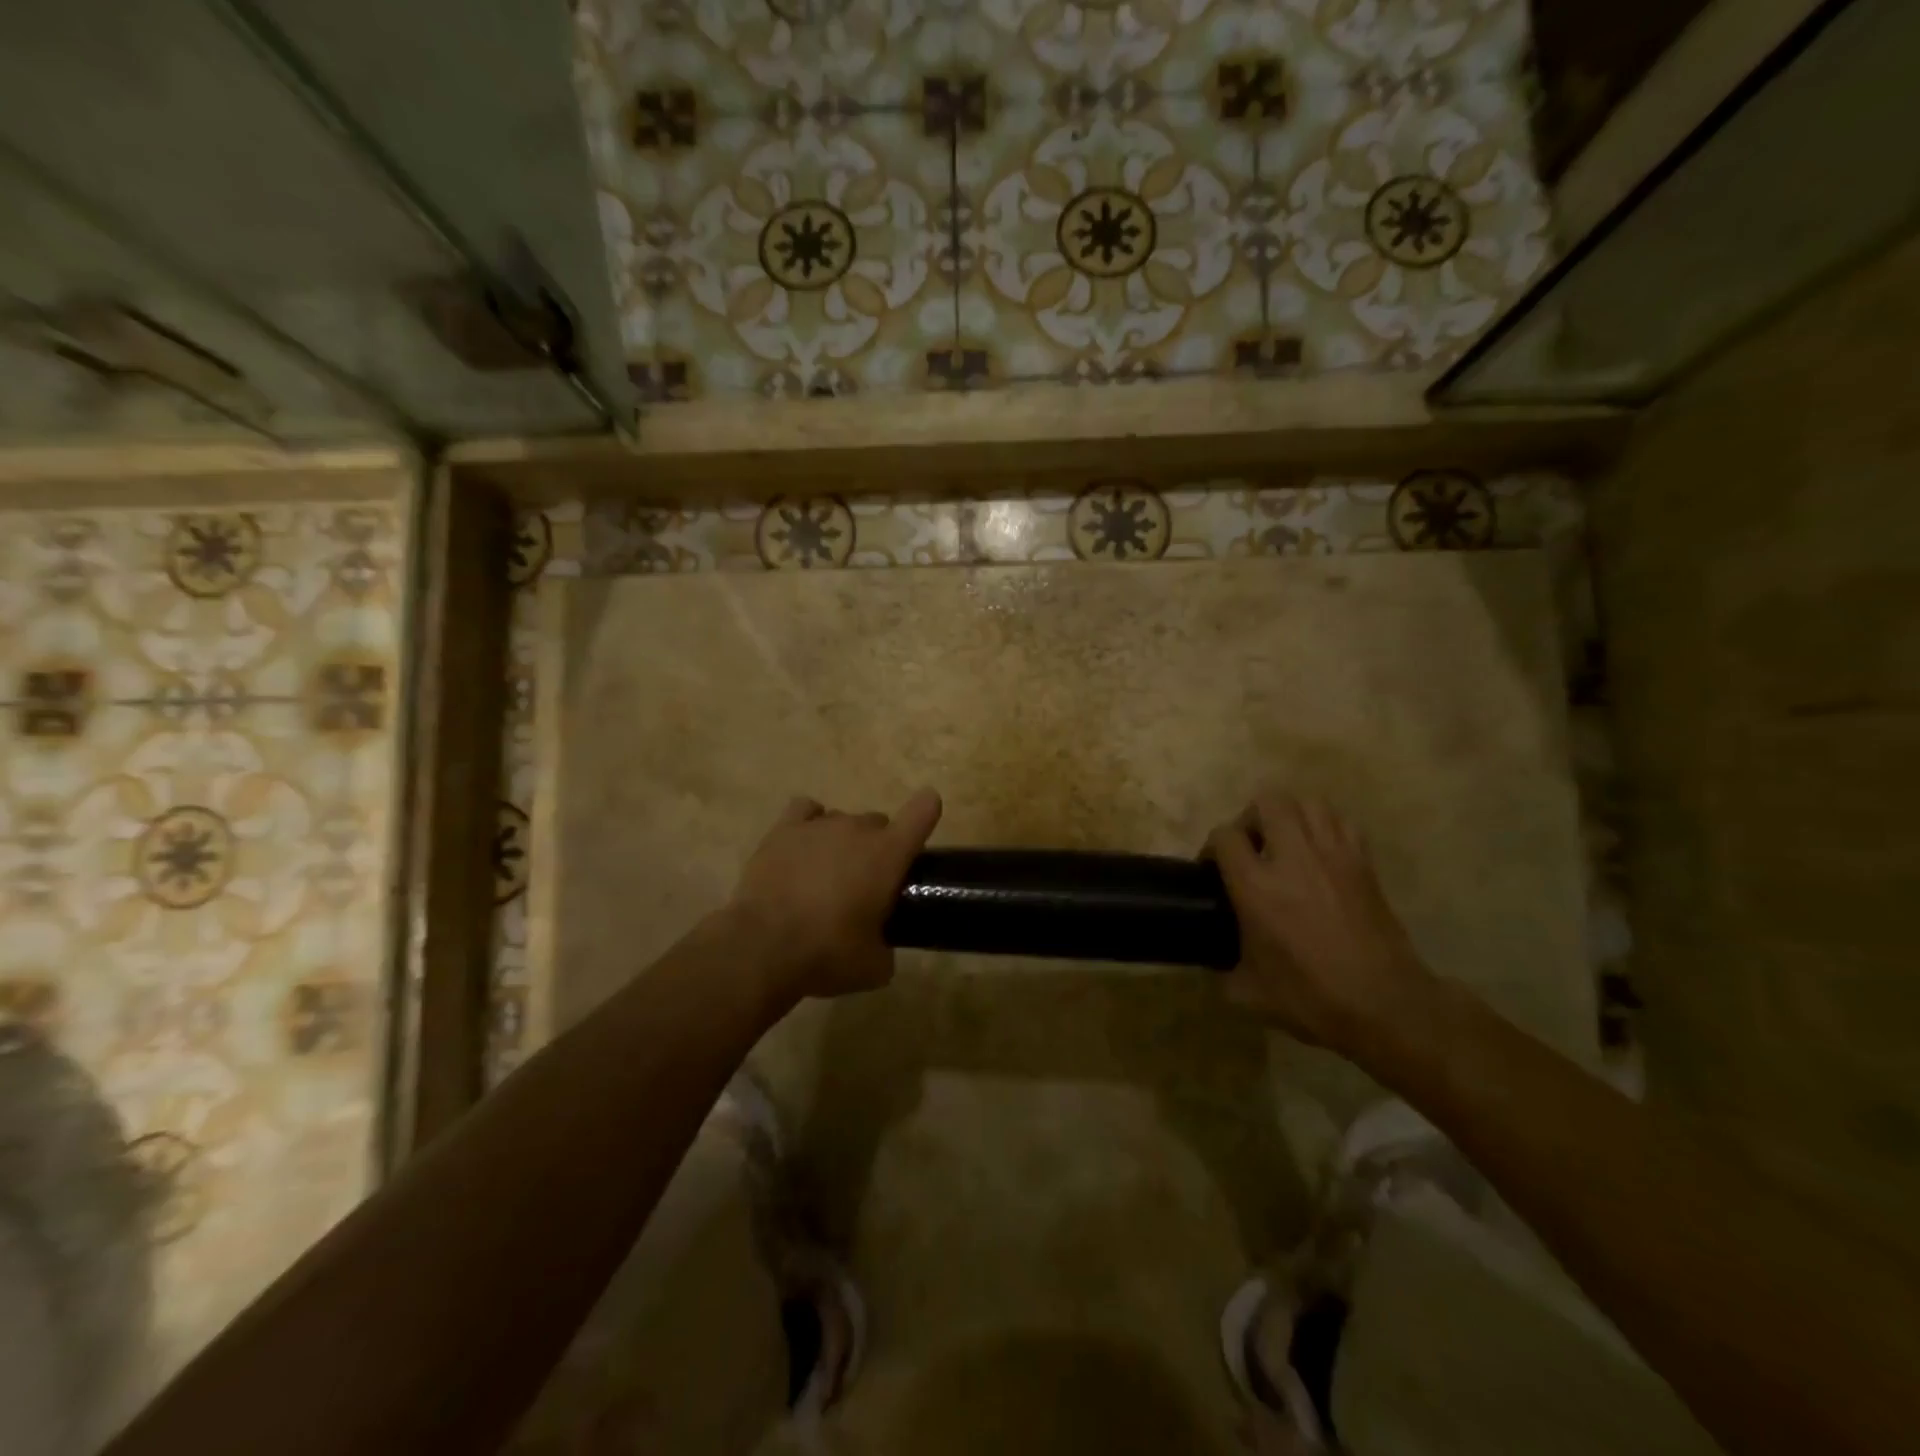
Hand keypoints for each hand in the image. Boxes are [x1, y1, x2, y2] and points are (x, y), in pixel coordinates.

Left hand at [726, 789, 942, 1007]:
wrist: (763, 946)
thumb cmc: (827, 954)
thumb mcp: (873, 967)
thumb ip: (886, 948)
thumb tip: (880, 946)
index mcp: (889, 854)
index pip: (922, 811)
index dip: (928, 810)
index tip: (926, 820)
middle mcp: (857, 829)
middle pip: (878, 822)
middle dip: (877, 847)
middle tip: (865, 883)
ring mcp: (818, 825)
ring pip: (842, 820)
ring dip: (842, 841)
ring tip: (827, 874)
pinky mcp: (783, 830)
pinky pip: (805, 810)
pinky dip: (809, 824)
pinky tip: (803, 847)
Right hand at [1205, 792, 1433, 1052]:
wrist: (1385, 1005)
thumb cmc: (1311, 998)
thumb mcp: (1248, 992)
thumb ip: (1223, 968)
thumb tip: (1214, 961)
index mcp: (1257, 887)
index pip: (1225, 835)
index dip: (1213, 847)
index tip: (1213, 868)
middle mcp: (1293, 859)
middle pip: (1268, 801)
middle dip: (1252, 817)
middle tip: (1251, 847)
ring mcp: (1334, 856)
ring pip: (1308, 803)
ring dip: (1290, 816)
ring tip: (1285, 844)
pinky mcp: (1364, 864)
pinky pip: (1341, 823)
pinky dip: (1326, 827)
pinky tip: (1320, 854)